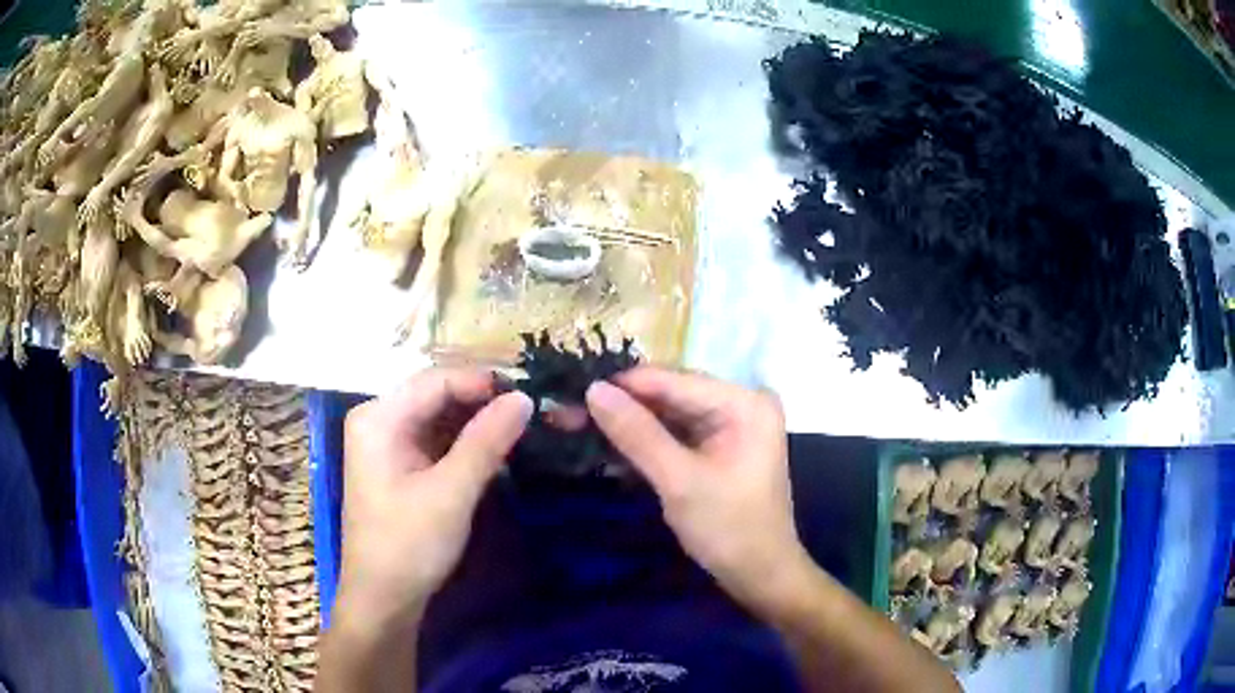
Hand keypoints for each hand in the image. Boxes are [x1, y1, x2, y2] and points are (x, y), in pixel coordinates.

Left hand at [336, 369, 532, 630]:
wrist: (383, 600)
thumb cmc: (408, 545)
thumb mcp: (450, 493)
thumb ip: (486, 442)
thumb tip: (525, 398)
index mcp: (378, 418)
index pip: (437, 380)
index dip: (484, 383)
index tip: (532, 394)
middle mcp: (380, 421)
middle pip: (438, 396)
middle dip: (485, 402)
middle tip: (536, 411)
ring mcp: (389, 444)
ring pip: (442, 418)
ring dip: (480, 423)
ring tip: (526, 428)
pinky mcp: (401, 466)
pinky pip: (439, 441)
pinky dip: (468, 444)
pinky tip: (499, 450)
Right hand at [586, 367, 811, 610]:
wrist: (760, 575)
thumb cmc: (728, 529)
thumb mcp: (679, 481)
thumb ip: (637, 433)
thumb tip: (593, 389)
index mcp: (744, 403)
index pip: (673, 381)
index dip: (621, 385)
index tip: (572, 391)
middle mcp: (741, 403)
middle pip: (670, 395)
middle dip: (621, 406)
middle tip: (568, 412)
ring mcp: (731, 425)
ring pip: (668, 415)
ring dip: (628, 424)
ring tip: (577, 425)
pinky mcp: (719, 447)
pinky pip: (676, 434)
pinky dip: (645, 442)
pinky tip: (608, 445)